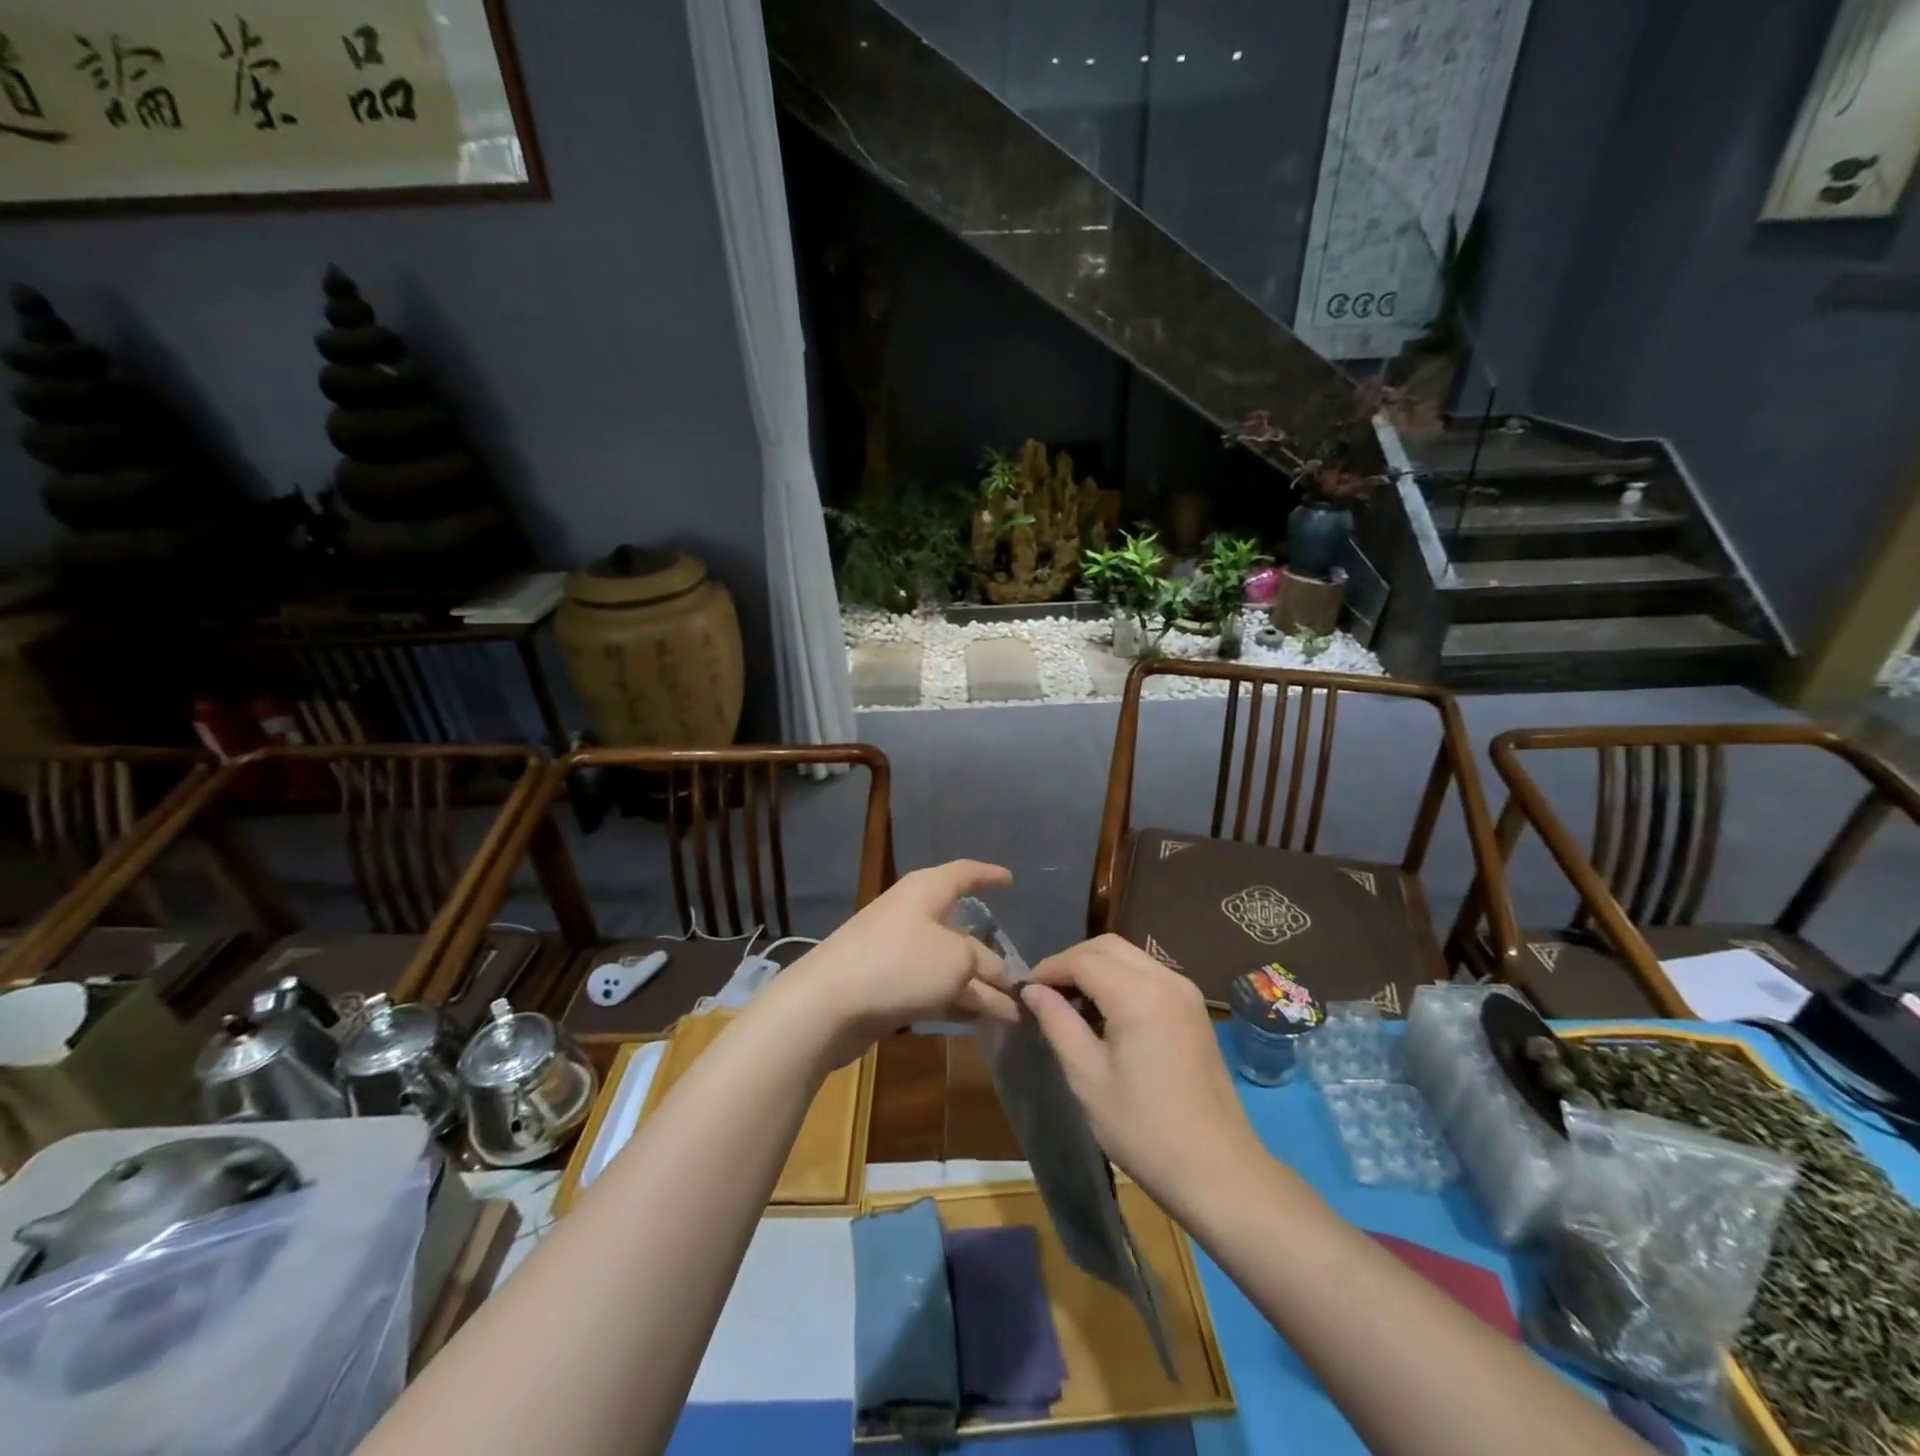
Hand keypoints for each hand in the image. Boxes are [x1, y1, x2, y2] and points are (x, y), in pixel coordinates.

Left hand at [769, 861, 1019, 1065]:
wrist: (828, 1004)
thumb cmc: (899, 964)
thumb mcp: (957, 960)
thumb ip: (984, 965)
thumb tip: (999, 979)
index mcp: (927, 891)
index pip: (965, 873)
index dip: (989, 875)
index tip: (1011, 880)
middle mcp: (912, 914)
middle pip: (961, 930)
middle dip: (992, 956)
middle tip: (1022, 980)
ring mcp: (897, 951)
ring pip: (948, 965)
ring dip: (978, 988)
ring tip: (1011, 1014)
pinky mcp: (887, 985)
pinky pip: (931, 988)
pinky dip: (955, 1001)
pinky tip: (977, 1022)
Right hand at [1022, 935, 1259, 1206]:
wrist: (1218, 1172)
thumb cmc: (1145, 1129)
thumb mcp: (1088, 1078)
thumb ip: (1057, 1023)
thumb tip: (1032, 991)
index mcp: (1139, 994)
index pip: (1082, 960)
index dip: (1048, 969)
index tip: (1023, 990)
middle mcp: (1166, 979)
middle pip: (1107, 947)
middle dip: (1071, 961)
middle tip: (1043, 992)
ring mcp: (1186, 992)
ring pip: (1130, 956)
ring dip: (1096, 967)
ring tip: (1069, 1001)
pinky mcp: (1194, 1008)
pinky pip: (1148, 974)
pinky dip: (1120, 978)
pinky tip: (1104, 1010)